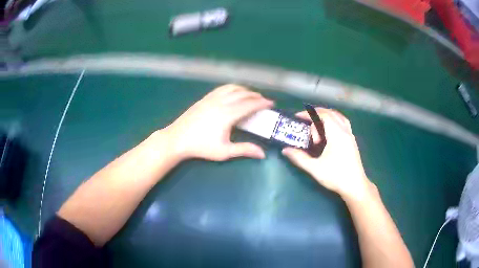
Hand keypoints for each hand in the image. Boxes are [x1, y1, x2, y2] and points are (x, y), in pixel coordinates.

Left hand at [164, 84, 273, 160]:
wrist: (177, 139)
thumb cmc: (201, 147)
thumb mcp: (224, 151)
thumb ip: (244, 150)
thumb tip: (262, 154)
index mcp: (227, 114)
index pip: (249, 105)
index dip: (261, 103)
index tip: (271, 103)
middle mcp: (221, 102)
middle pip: (242, 94)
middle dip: (255, 95)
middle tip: (263, 100)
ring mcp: (211, 98)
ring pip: (231, 88)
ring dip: (244, 89)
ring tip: (250, 95)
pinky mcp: (204, 98)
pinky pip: (221, 89)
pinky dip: (231, 88)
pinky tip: (232, 92)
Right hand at [282, 108, 372, 199]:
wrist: (355, 185)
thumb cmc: (336, 176)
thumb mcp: (315, 168)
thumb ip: (299, 158)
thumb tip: (285, 150)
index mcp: (337, 135)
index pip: (323, 115)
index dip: (309, 113)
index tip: (298, 117)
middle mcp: (345, 131)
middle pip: (331, 113)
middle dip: (316, 113)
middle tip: (305, 120)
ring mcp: (350, 135)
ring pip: (339, 116)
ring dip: (326, 115)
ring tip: (316, 123)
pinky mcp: (352, 141)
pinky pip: (343, 123)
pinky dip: (334, 120)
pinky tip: (329, 131)